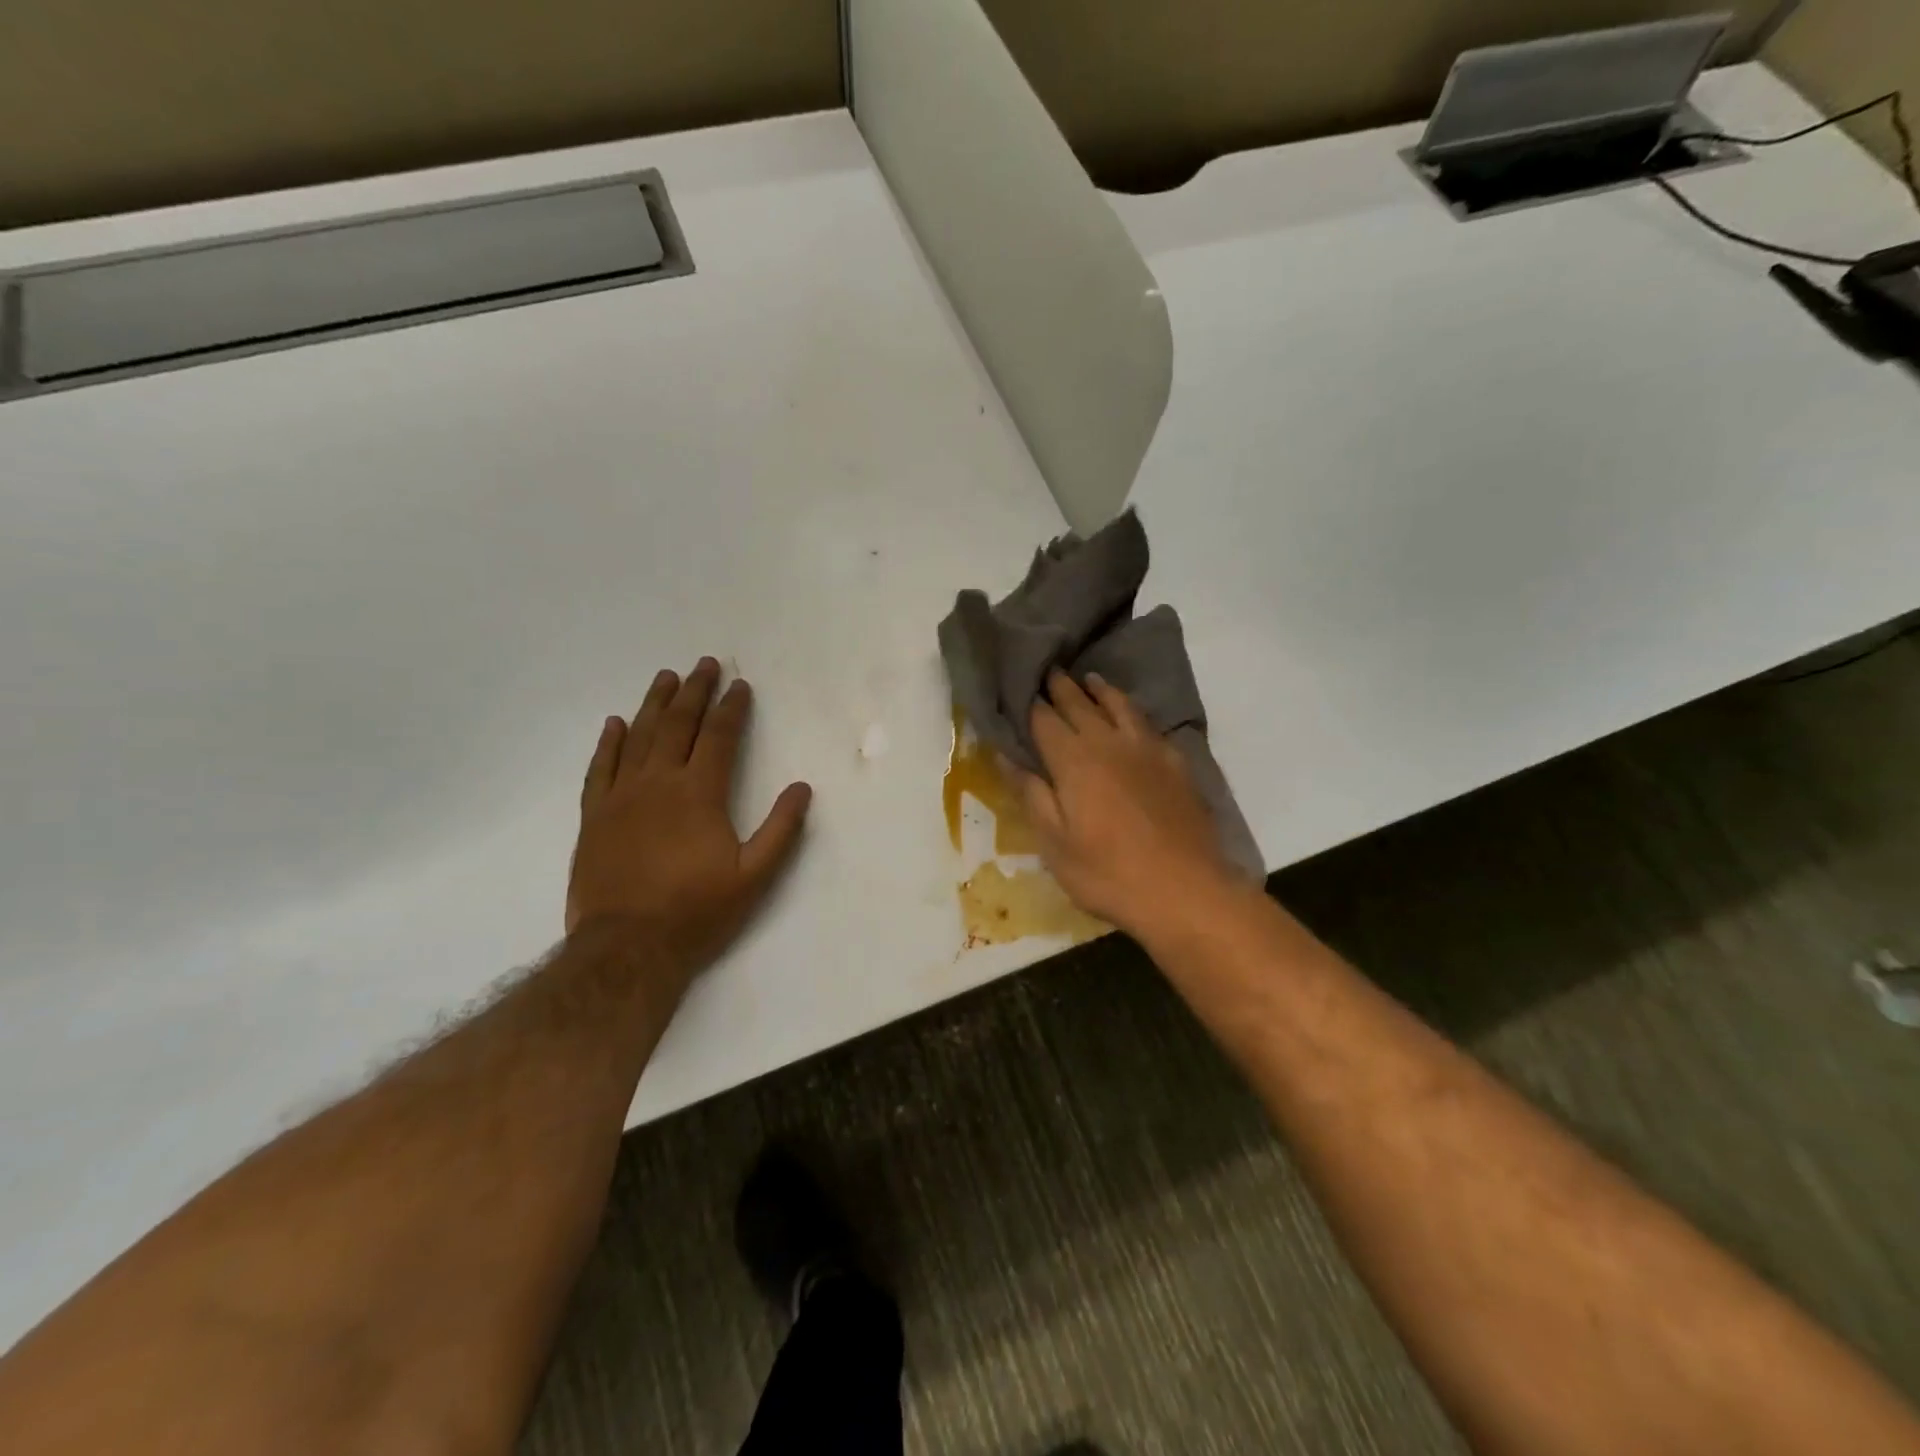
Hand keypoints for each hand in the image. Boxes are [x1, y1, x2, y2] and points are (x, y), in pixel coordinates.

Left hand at [567, 658, 811, 980]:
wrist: (626, 948)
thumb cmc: (696, 912)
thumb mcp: (754, 877)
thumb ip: (780, 830)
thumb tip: (802, 788)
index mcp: (700, 793)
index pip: (719, 737)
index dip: (732, 708)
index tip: (740, 685)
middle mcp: (659, 783)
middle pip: (678, 725)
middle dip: (695, 692)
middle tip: (704, 665)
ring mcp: (621, 797)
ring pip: (638, 737)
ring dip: (654, 704)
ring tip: (666, 678)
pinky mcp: (594, 816)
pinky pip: (600, 768)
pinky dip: (609, 743)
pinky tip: (615, 723)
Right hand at [1012, 671, 1239, 941]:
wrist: (1185, 890)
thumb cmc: (1107, 874)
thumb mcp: (1055, 844)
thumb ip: (1031, 795)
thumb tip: (1007, 756)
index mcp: (1073, 761)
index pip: (1044, 720)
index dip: (1029, 702)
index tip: (1019, 686)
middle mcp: (1108, 743)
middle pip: (1080, 704)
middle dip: (1061, 687)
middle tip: (1049, 670)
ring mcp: (1147, 750)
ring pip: (1119, 706)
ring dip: (1100, 690)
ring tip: (1089, 679)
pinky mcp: (1176, 763)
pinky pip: (1148, 724)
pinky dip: (1132, 711)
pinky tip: (1132, 718)